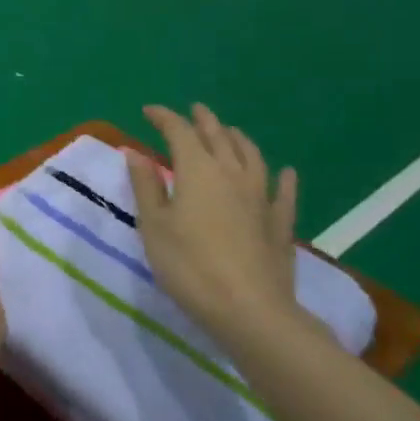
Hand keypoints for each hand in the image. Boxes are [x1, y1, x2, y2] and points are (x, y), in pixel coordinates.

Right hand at [124, 105, 302, 338]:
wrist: (249, 310)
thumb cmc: (188, 265)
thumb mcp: (153, 225)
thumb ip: (146, 186)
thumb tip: (134, 153)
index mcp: (197, 171)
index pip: (179, 132)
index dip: (164, 118)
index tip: (148, 111)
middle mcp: (231, 174)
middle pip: (218, 137)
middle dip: (203, 120)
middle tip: (193, 110)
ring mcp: (260, 198)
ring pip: (251, 156)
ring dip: (238, 139)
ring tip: (229, 131)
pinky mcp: (279, 223)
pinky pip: (283, 192)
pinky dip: (282, 177)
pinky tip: (285, 172)